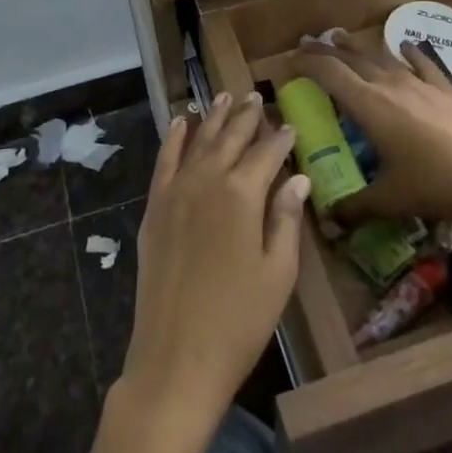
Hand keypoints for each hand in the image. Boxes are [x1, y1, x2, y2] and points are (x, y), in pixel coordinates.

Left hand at [121, 93, 309, 431]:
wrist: (175, 357)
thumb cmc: (239, 321)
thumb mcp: (278, 273)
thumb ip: (286, 218)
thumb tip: (298, 177)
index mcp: (242, 194)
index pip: (267, 153)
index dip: (281, 138)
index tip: (292, 125)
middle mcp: (207, 181)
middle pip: (231, 138)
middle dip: (247, 116)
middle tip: (257, 97)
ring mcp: (175, 192)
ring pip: (198, 141)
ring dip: (213, 117)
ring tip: (225, 95)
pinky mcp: (154, 207)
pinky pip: (164, 160)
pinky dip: (173, 137)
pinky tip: (179, 121)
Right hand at [299, 39, 451, 228]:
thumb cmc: (434, 186)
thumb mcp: (388, 200)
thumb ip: (354, 207)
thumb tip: (328, 221)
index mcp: (369, 106)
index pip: (329, 74)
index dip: (307, 64)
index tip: (290, 62)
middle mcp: (391, 85)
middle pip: (352, 58)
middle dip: (327, 50)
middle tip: (309, 44)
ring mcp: (422, 84)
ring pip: (383, 56)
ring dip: (360, 47)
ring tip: (344, 38)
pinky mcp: (448, 90)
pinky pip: (424, 62)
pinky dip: (410, 52)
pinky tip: (407, 45)